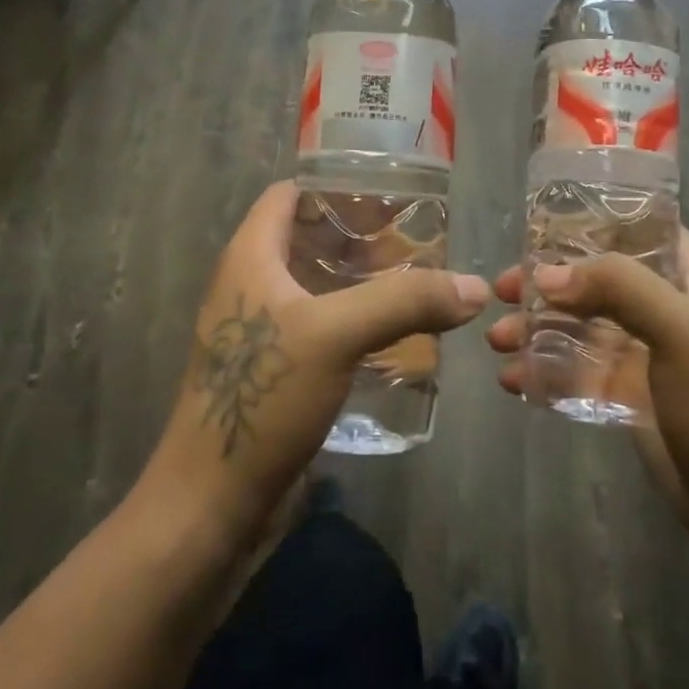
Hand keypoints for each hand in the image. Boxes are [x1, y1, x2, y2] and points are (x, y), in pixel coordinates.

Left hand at [140, 181, 488, 547]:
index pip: (289, 194)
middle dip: (360, 236)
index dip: (335, 186)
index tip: (389, 194)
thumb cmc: (263, 398)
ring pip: (316, 285)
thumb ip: (405, 301)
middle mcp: (251, 284)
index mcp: (250, 257)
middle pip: (308, 238)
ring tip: (417, 283)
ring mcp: (261, 330)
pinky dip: (355, 320)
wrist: (213, 502)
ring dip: (361, 281)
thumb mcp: (336, 335)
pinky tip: (395, 336)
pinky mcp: (274, 370)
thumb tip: (475, 287)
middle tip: (417, 242)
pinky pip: (320, 327)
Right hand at [485, 229, 688, 545]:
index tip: (538, 227)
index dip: (592, 220)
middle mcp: (661, 305)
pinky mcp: (622, 389)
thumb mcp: (681, 332)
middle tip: (502, 290)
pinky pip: (574, 367)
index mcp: (687, 278)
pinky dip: (542, 368)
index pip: (639, 227)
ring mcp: (640, 349)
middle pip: (594, 276)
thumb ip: (619, 289)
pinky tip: (513, 380)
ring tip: (497, 342)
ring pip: (576, 321)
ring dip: (535, 327)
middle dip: (545, 281)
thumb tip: (545, 277)